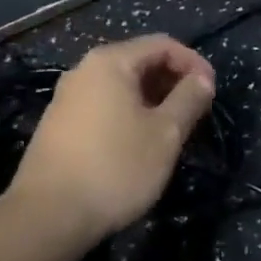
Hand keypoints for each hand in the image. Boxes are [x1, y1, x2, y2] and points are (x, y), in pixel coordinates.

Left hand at [7, 35, 216, 241]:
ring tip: (173, 130)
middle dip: (172, 81)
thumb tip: (202, 79)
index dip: (193, 63)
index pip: (161, 44)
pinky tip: (139, 143)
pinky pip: (104, 106)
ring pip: (121, 86)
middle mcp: (84, 70)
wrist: (48, 216)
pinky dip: (129, 114)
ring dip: (152, 100)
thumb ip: (188, 99)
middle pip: (139, 61)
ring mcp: (67, 98)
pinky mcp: (58, 125)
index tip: (212, 92)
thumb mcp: (164, 134)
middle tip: (196, 112)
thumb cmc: (115, 167)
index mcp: (110, 62)